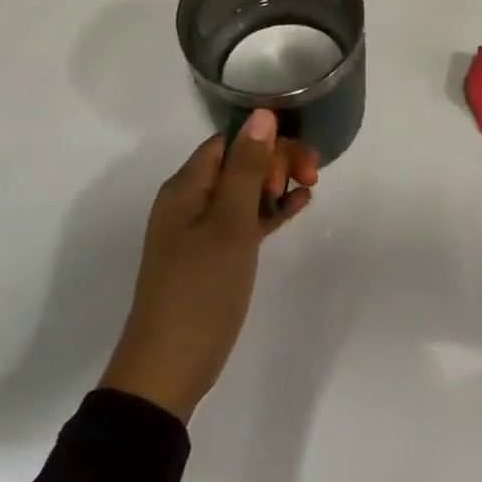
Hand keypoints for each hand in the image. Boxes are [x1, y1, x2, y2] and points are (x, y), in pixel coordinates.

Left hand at [101, 109, 318, 421]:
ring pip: (244, 191)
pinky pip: (244, 220)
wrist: (170, 366)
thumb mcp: (230, 223)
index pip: (229, 141)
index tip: (299, 157)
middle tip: (310, 177)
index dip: (266, 140)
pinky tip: (298, 206)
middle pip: (238, 163)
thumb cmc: (201, 288)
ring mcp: (200, 230)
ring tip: (310, 188)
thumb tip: (262, 114)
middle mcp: (190, 201)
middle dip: (275, 161)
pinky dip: (269, 211)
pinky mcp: (213, 255)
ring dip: (275, 184)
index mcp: (186, 187)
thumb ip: (248, 168)